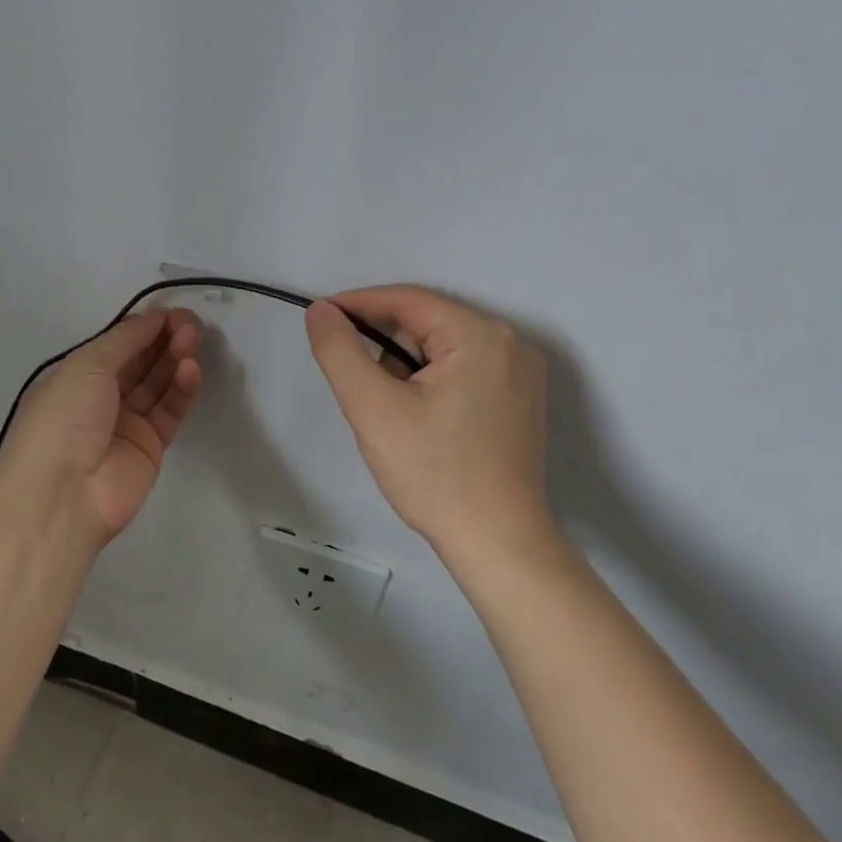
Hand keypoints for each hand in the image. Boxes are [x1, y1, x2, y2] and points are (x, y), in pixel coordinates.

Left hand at [0, 308, 202, 544]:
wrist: (63, 494)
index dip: (143, 327)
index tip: (171, 312)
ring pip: (157, 384)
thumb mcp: (86, 366)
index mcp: (76, 376)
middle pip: (140, 362)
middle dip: (163, 340)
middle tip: (191, 323)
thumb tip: (153, 318)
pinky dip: (182, 389)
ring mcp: (126, 424)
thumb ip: (124, 340)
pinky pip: (170, 411)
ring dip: (175, 360)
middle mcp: (100, 398)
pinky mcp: (150, 447)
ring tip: (194, 339)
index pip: (116, 345)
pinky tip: (191, 370)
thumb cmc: (63, 419)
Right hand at [305, 286, 554, 556]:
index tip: (319, 319)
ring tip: (392, 419)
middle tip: (359, 391)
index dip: (357, 304)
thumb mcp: (372, 408)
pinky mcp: (519, 403)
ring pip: (442, 352)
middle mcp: (510, 345)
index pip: (408, 300)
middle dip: (384, 350)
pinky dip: (430, 386)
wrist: (496, 541)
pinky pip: (462, 374)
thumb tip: (320, 310)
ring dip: (406, 371)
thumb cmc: (433, 472)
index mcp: (480, 336)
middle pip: (426, 326)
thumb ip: (340, 351)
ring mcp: (521, 376)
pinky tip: (420, 425)